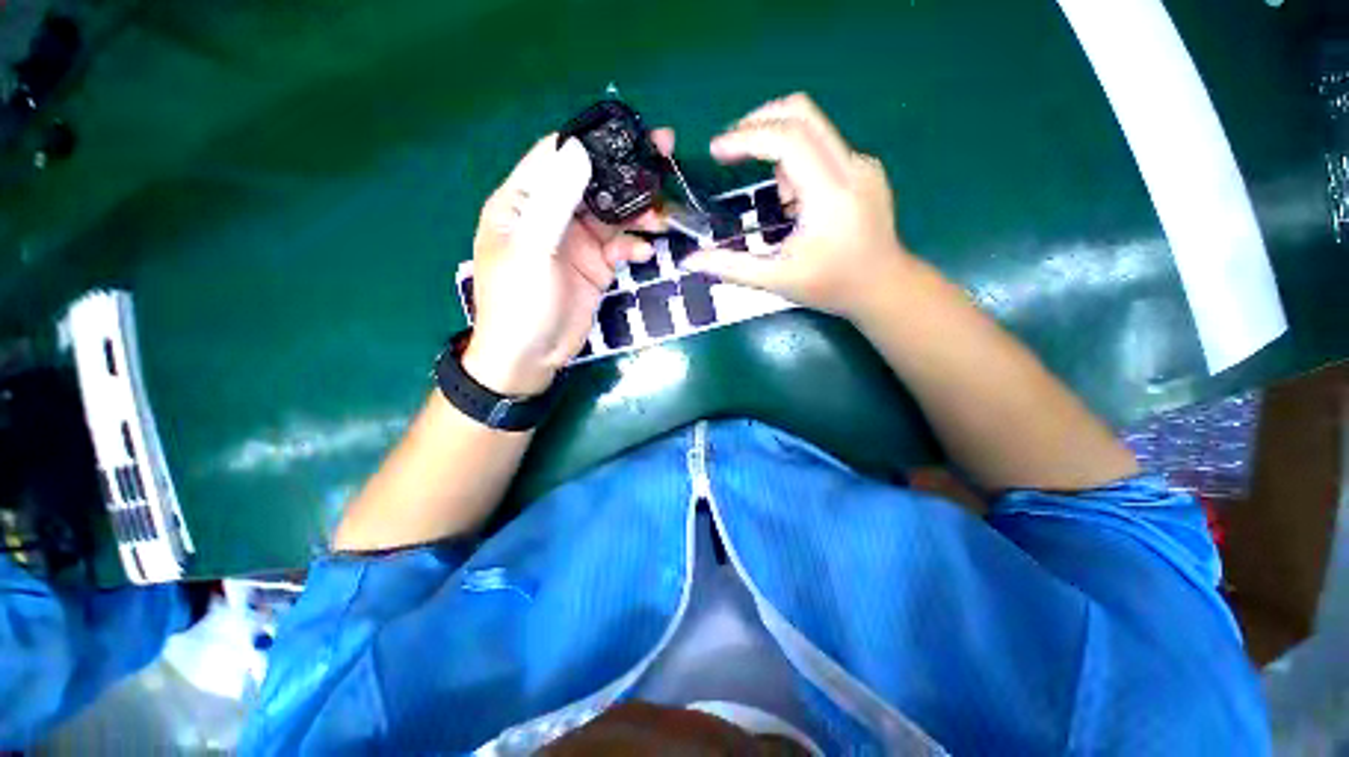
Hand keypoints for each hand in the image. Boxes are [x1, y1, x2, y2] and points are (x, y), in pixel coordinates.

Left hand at [464, 130, 672, 395]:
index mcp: (522, 203)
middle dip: (626, 173)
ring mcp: (576, 243)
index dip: (591, 141)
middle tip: (665, 155)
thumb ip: (554, 202)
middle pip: (592, 183)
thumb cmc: (519, 303)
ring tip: (661, 217)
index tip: (629, 133)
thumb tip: (579, 152)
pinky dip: (634, 247)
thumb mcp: (531, 250)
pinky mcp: (596, 267)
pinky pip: (620, 248)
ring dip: (637, 213)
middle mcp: (551, 216)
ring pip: (612, 216)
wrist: (531, 357)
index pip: (555, 156)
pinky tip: (644, 253)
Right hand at [683, 93, 912, 322]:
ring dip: (778, 147)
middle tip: (730, 148)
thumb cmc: (831, 286)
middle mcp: (850, 167)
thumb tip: (688, 261)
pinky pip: (823, 147)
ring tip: (776, 200)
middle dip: (757, 122)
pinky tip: (796, 202)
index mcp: (830, 194)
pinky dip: (797, 162)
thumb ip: (731, 268)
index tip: (716, 150)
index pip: (786, 138)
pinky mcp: (865, 169)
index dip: (745, 137)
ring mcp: (862, 164)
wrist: (883, 287)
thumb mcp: (777, 280)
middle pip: (801, 113)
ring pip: (812, 127)